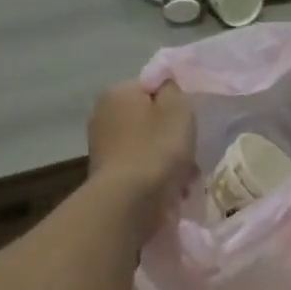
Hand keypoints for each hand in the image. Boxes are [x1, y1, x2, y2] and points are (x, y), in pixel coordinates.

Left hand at [87, 82, 195, 210]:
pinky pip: (139, 168)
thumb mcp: (178, 109)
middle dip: (170, 135)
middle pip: (149, 119)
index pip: (151, 88)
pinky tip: (170, 190)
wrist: (129, 202)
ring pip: (146, 146)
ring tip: (184, 178)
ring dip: (166, 159)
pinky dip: (155, 176)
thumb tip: (165, 87)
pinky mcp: (106, 175)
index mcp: (117, 92)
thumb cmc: (157, 149)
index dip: (173, 104)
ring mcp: (101, 147)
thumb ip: (173, 89)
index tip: (187, 123)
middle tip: (189, 152)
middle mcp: (102, 115)